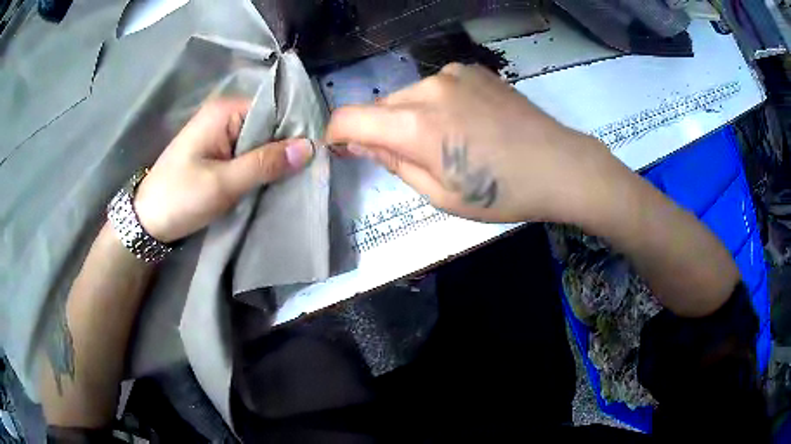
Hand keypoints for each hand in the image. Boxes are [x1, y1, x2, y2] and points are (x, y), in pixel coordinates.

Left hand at [134, 98, 314, 242]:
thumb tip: (309, 147)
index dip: (295, 129)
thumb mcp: (223, 183)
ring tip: (295, 177)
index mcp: (224, 112)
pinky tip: (272, 180)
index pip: (273, 109)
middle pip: (267, 124)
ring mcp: (219, 134)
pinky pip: (247, 153)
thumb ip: (265, 164)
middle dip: (285, 146)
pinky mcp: (217, 152)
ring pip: (258, 141)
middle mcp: (224, 115)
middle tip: (309, 170)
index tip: (317, 152)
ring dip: (273, 159)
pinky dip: (259, 166)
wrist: (147, 222)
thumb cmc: (179, 198)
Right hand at [326, 63, 616, 223]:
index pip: (348, 118)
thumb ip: (395, 163)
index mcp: (415, 125)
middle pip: (379, 106)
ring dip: (410, 117)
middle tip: (409, 157)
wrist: (560, 165)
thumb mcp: (442, 194)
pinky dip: (436, 104)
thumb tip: (363, 142)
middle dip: (380, 131)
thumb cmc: (503, 193)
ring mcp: (453, 74)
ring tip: (447, 141)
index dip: (337, 134)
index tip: (343, 149)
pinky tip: (466, 122)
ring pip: (408, 95)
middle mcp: (427, 88)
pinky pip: (436, 86)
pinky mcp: (473, 70)